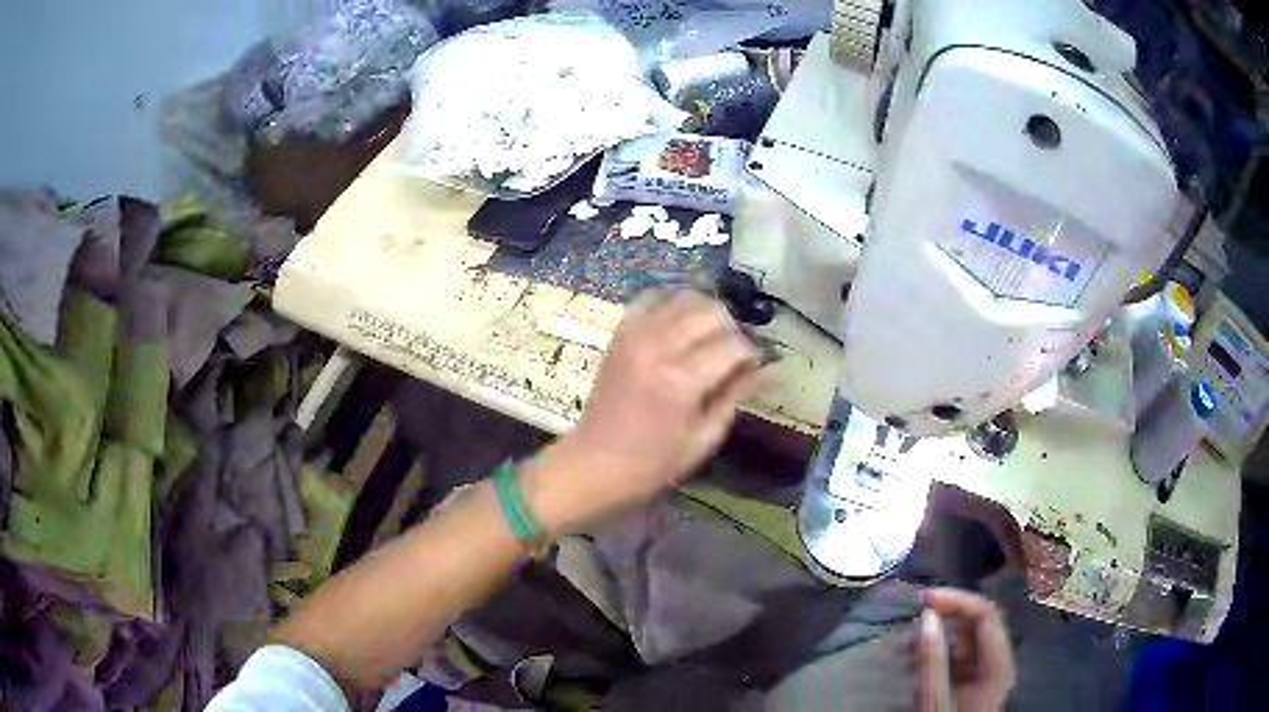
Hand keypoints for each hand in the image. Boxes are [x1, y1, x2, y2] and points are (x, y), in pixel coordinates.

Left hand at [525, 291, 760, 531]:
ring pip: (685, 298)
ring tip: (709, 337)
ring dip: (705, 312)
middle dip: (731, 329)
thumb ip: (733, 397)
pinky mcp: (621, 332)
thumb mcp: (704, 439)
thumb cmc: (653, 462)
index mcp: (682, 381)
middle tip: (732, 353)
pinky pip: (653, 298)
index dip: (750, 354)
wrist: (595, 462)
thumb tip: (758, 369)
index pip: (733, 345)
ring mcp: (636, 335)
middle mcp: (659, 347)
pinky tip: (681, 323)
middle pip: (711, 313)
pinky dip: (672, 303)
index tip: (752, 368)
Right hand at [915, 589, 1015, 711]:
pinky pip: (959, 650)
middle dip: (948, 609)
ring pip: (968, 633)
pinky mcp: (971, 679)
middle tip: (914, 607)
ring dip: (942, 625)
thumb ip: (931, 661)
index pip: (986, 613)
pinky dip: (938, 644)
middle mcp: (997, 660)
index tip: (921, 600)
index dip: (957, 600)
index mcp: (998, 664)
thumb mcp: (933, 702)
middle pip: (980, 619)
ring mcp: (985, 670)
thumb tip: (927, 615)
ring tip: (910, 630)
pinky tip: (917, 650)